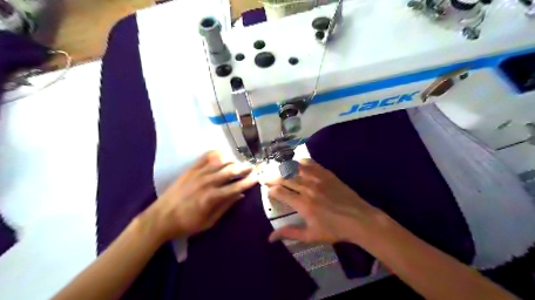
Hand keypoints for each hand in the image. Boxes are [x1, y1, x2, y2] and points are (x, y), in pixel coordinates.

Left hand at [143, 150, 257, 243]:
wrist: (161, 218)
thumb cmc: (187, 223)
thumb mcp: (209, 222)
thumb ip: (225, 207)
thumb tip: (240, 195)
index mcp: (213, 197)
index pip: (236, 187)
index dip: (248, 182)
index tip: (257, 178)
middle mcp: (207, 182)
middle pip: (230, 171)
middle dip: (244, 168)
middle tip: (252, 166)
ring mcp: (198, 174)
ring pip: (220, 162)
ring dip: (232, 160)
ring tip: (239, 162)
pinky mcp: (190, 170)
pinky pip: (205, 157)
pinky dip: (215, 154)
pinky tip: (222, 155)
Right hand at [270, 160, 386, 245]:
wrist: (359, 219)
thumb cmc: (334, 230)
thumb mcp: (311, 235)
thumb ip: (290, 233)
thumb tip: (270, 238)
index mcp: (303, 204)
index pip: (280, 192)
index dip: (271, 190)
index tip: (267, 190)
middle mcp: (308, 188)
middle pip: (285, 178)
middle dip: (272, 177)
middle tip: (265, 176)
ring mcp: (318, 179)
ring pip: (296, 168)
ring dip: (283, 168)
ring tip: (276, 168)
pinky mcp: (327, 174)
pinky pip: (311, 164)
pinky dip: (300, 162)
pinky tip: (296, 162)